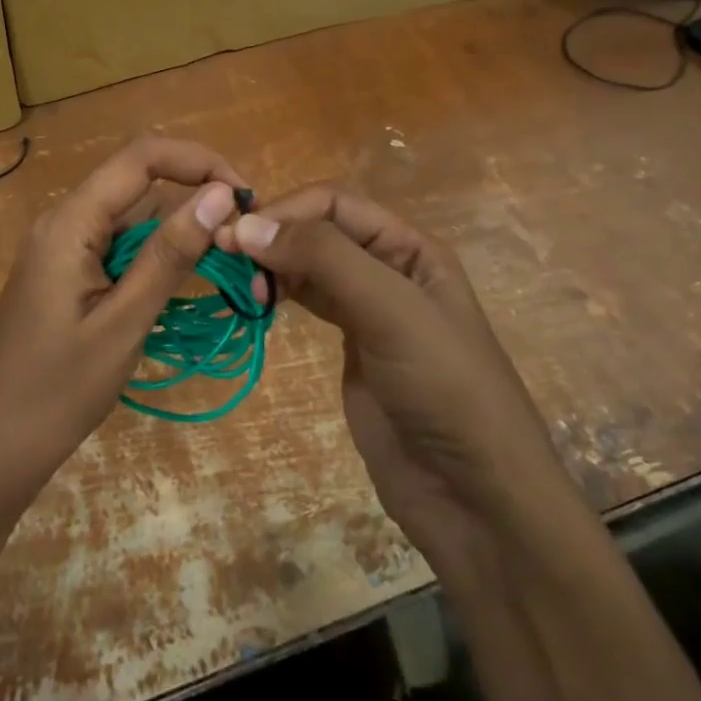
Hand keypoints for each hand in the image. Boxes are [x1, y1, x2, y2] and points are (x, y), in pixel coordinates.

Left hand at [0, 136, 246, 502]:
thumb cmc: (56, 392)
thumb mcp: (124, 323)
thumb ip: (170, 256)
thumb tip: (220, 195)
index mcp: (71, 222)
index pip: (141, 156)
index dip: (198, 161)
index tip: (243, 198)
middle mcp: (65, 221)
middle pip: (139, 183)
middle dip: (193, 200)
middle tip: (240, 246)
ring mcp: (63, 249)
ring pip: (132, 217)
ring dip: (178, 232)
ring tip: (223, 268)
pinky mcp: (66, 274)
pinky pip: (119, 247)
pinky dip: (155, 257)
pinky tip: (182, 285)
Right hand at [226, 188, 556, 580]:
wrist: (474, 495)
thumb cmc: (443, 387)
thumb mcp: (390, 310)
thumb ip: (324, 258)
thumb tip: (246, 225)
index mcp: (410, 247)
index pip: (335, 204)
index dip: (285, 212)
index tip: (236, 237)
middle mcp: (389, 269)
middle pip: (319, 231)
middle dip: (274, 237)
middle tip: (227, 263)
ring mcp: (369, 310)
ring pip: (310, 266)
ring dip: (273, 266)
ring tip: (242, 289)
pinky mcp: (352, 348)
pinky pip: (310, 303)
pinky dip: (281, 295)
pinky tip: (258, 303)